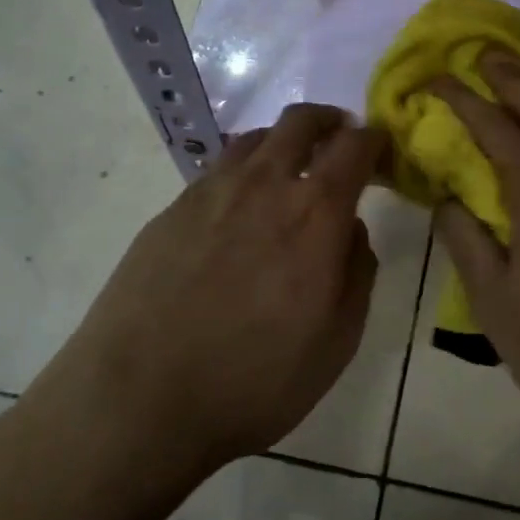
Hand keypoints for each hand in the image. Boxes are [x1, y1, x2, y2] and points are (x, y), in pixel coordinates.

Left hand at [25, 104, 385, 478]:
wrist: (139, 400)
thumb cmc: (255, 379)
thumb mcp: (337, 340)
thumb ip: (357, 272)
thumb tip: (351, 229)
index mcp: (315, 212)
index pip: (354, 147)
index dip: (374, 140)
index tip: (381, 149)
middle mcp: (264, 184)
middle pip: (301, 122)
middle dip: (328, 119)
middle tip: (338, 137)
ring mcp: (211, 192)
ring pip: (255, 138)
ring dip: (283, 141)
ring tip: (289, 169)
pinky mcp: (172, 209)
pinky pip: (218, 169)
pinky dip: (243, 170)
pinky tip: (238, 207)